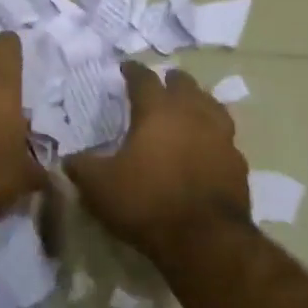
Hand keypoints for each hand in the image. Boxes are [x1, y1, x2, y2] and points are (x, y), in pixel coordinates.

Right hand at [65, 64, 249, 258]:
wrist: (204, 240)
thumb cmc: (146, 202)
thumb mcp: (99, 186)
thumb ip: (82, 167)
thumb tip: (69, 159)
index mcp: (157, 111)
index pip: (144, 79)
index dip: (133, 71)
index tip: (126, 67)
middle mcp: (193, 114)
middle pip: (185, 85)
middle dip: (172, 81)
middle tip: (162, 83)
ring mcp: (221, 138)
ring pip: (212, 106)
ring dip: (199, 102)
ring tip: (190, 107)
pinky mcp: (238, 164)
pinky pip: (225, 139)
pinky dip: (214, 137)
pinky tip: (208, 147)